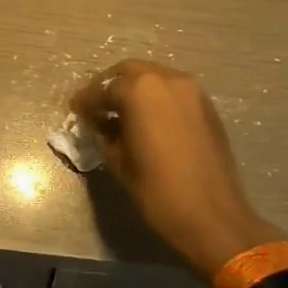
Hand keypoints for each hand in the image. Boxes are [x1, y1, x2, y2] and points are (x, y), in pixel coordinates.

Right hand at [71, 60, 283, 280]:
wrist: (213, 216)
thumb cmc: (159, 191)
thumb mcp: (120, 162)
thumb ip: (106, 134)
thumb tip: (100, 124)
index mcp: (140, 91)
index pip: (104, 88)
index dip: (86, 100)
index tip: (75, 109)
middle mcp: (166, 79)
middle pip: (129, 71)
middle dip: (109, 85)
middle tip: (96, 104)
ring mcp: (191, 90)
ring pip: (153, 77)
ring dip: (134, 88)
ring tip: (120, 111)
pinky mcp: (206, 105)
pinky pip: (172, 90)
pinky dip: (155, 97)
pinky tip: (147, 118)